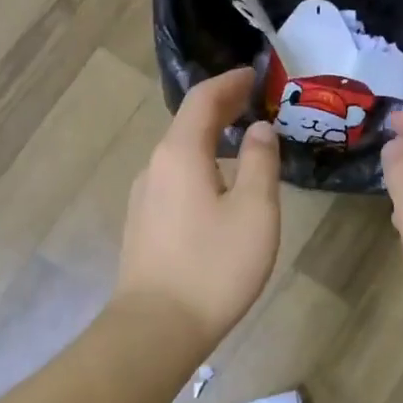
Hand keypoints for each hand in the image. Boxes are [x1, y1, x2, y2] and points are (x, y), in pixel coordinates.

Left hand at [115, 69, 281, 346]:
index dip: (230, 82)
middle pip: (187, 125)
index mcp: (179, 154)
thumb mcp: (254, 211)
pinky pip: (174, 182)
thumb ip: (259, 162)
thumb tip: (258, 129)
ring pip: (180, 156)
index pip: (203, 99)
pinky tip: (218, 192)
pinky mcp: (143, 226)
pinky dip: (200, 169)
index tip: (256, 75)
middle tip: (256, 105)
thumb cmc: (214, 266)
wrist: (157, 328)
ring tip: (243, 148)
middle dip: (222, 110)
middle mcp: (154, 168)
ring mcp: (143, 198)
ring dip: (210, 142)